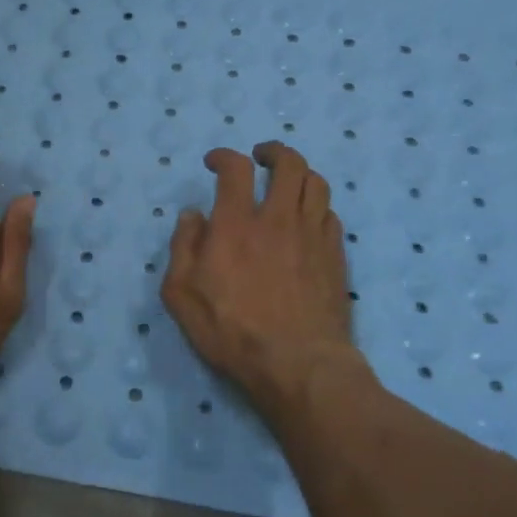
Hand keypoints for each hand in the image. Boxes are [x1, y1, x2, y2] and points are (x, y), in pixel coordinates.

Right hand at [161, 142, 358, 417]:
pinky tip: (307, 220)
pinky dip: (317, 207)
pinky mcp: (335, 256)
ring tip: (288, 182)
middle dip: (273, 152)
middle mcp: (278, 219)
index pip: (235, 169)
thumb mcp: (181, 295)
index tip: (214, 163)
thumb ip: (182, 247)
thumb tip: (192, 215)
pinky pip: (331, 215)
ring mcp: (313, 236)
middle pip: (289, 163)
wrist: (297, 364)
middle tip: (260, 158)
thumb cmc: (231, 332)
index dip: (223, 156)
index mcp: (236, 224)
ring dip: (300, 174)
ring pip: (317, 183)